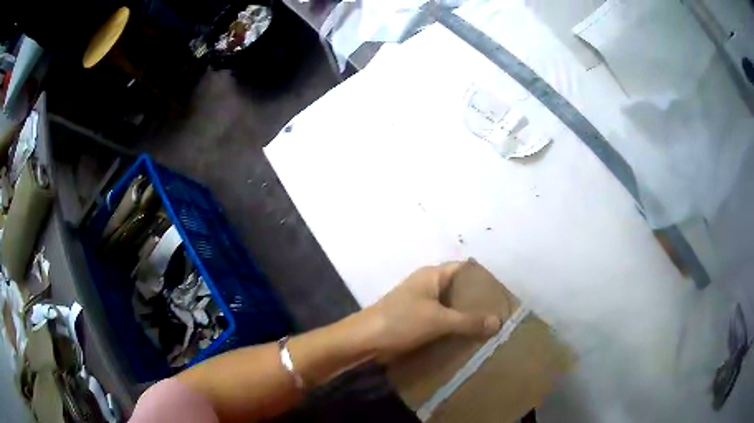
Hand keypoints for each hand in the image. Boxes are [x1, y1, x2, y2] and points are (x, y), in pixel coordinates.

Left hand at [357, 262, 501, 361]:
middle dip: (477, 300)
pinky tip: (467, 337)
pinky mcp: (416, 319)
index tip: (502, 291)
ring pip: (450, 306)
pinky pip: (441, 319)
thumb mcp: (438, 320)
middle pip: (459, 289)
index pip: (465, 269)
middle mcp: (428, 285)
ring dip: (465, 315)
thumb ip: (468, 321)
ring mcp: (421, 303)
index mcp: (433, 275)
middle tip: (499, 312)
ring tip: (489, 326)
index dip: (483, 278)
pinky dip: (453, 326)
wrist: (365, 340)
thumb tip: (498, 322)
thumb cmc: (401, 321)